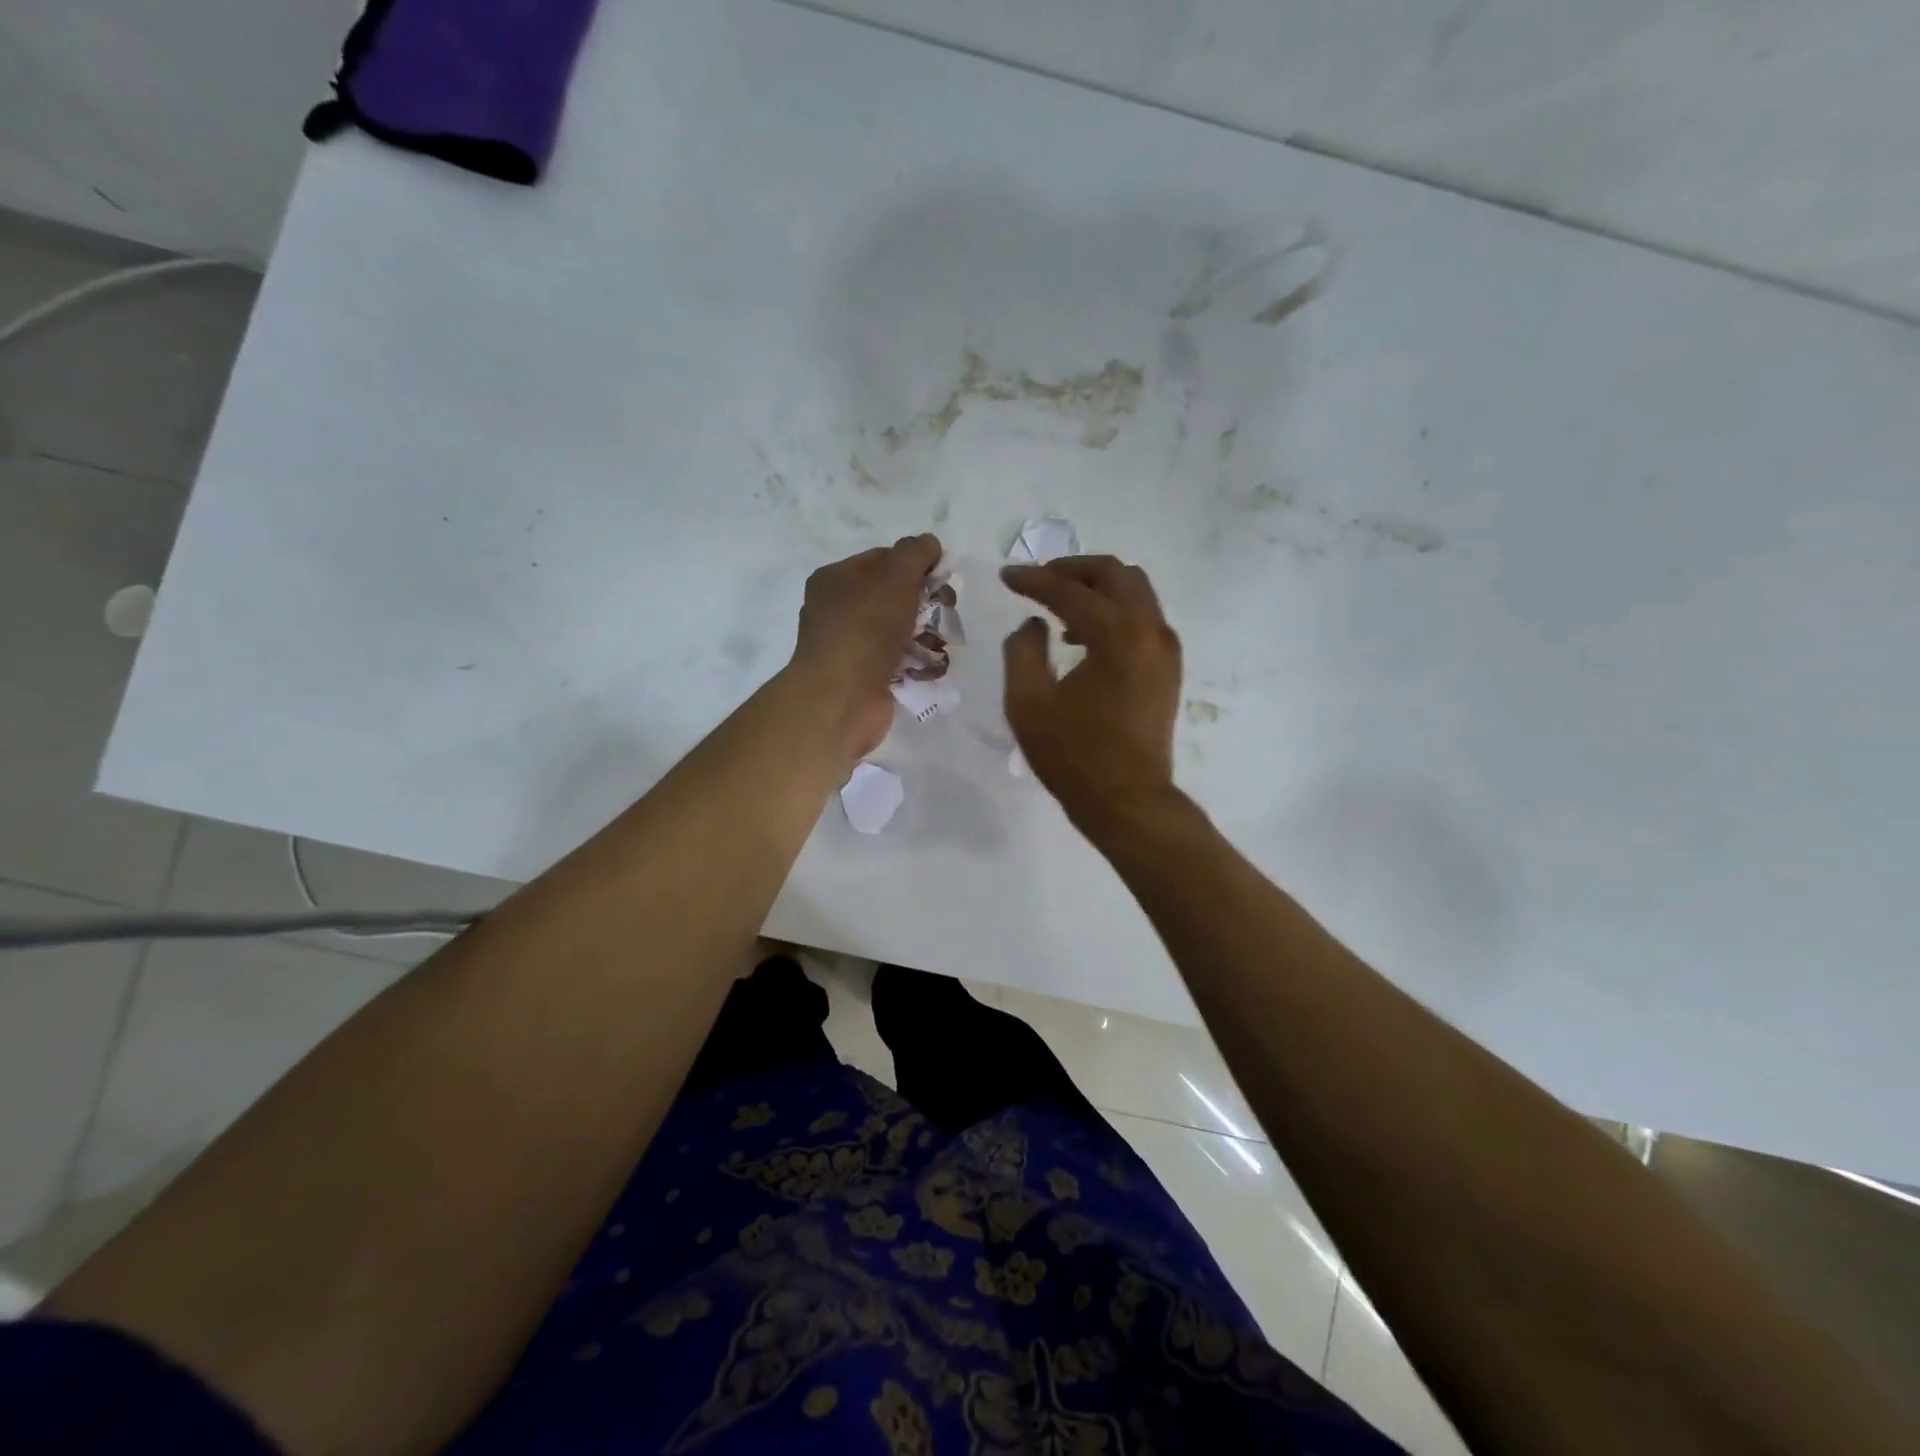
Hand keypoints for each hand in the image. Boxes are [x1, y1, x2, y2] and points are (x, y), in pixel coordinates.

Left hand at [789, 534, 943, 764]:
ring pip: (903, 630)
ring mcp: (854, 646)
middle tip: (945, 612)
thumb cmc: (865, 629)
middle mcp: (840, 610)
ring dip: (928, 635)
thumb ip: (915, 552)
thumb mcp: (894, 576)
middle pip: (897, 595)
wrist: (841, 698)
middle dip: (928, 603)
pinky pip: (902, 661)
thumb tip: (930, 544)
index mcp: (836, 579)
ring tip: (938, 644)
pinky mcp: (868, 677)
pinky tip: (930, 667)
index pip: (884, 559)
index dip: (917, 564)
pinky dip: (919, 663)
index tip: (942, 577)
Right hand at [1001, 556, 1182, 835]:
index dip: (1034, 579)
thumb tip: (1034, 624)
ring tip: (1058, 605)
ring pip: (1135, 591)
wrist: (1128, 801)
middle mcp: (1149, 630)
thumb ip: (1022, 651)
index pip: (1070, 591)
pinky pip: (1143, 617)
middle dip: (1073, 570)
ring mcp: (1165, 649)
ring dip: (1096, 588)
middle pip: (1115, 574)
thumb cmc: (1074, 757)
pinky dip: (1114, 611)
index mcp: (1116, 635)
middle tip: (1039, 580)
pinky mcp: (1168, 668)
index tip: (1006, 576)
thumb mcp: (1028, 704)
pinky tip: (1083, 636)